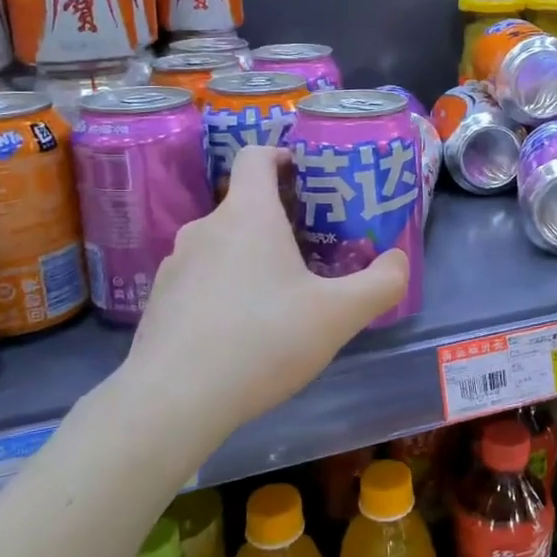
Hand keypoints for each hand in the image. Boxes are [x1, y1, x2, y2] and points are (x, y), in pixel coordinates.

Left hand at [123, 145, 409, 428]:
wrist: (174, 401)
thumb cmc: (263, 340)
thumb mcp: (338, 315)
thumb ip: (381, 283)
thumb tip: (397, 260)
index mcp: (248, 214)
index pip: (256, 156)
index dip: (282, 156)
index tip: (307, 176)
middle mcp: (205, 228)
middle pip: (244, 205)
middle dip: (279, 219)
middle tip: (313, 248)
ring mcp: (175, 264)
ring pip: (222, 245)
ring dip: (251, 257)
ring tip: (279, 296)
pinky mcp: (159, 301)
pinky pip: (201, 279)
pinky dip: (224, 289)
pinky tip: (241, 330)